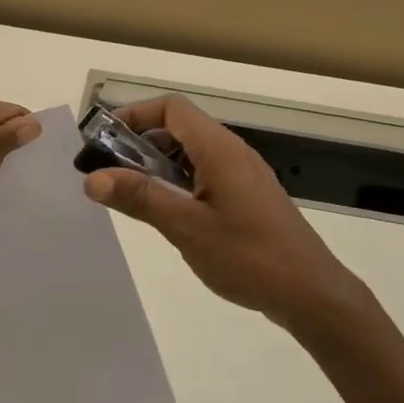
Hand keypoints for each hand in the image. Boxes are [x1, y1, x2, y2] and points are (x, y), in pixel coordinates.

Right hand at [81, 96, 373, 332]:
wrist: (310, 293)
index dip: (134, 115)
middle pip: (179, 129)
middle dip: (140, 144)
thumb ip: (140, 198)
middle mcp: (232, 153)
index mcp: (219, 149)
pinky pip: (206, 176)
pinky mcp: (248, 198)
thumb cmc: (248, 256)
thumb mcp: (186, 227)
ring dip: (158, 166)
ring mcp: (243, 176)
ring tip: (130, 195)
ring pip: (192, 154)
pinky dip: (179, 183)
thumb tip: (92, 177)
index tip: (103, 140)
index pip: (171, 109)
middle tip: (108, 173)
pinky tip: (166, 214)